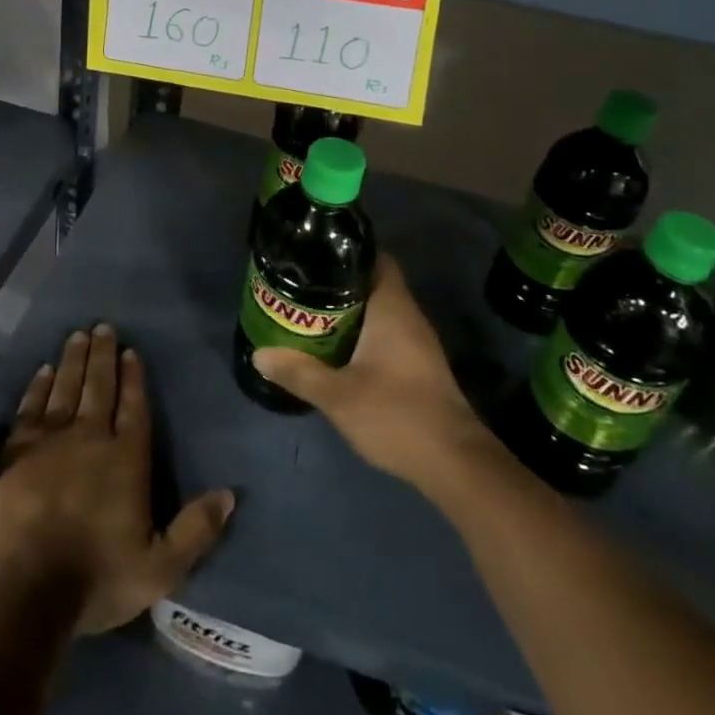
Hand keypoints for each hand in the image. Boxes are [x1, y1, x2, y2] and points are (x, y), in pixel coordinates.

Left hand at [0, 324, 234, 634]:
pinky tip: (43, 371)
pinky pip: (31, 409)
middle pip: (99, 387)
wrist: (27, 590)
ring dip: (73, 360)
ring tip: (77, 336)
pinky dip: (38, 387)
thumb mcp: (160, 567)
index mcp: (126, 458)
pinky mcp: (17, 452)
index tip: (130, 350)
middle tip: (102, 326)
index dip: (133, 377)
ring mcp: (51, 441)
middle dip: (102, 355)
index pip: (134, 407)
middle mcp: (90, 437)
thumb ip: (195, 529)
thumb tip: (230, 494)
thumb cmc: (98, 578)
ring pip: (65, 388)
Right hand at [252, 254, 497, 493]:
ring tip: (310, 313)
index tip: (316, 253)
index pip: (376, 258)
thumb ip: (299, 372)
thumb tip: (259, 354)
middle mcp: (408, 316)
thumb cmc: (396, 415)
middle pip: (372, 283)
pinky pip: (386, 334)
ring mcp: (417, 343)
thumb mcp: (338, 395)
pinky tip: (337, 348)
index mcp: (392, 308)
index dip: (347, 251)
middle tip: (301, 285)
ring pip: (378, 311)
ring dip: (349, 312)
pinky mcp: (419, 366)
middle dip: (338, 283)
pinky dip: (361, 334)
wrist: (455, 463)